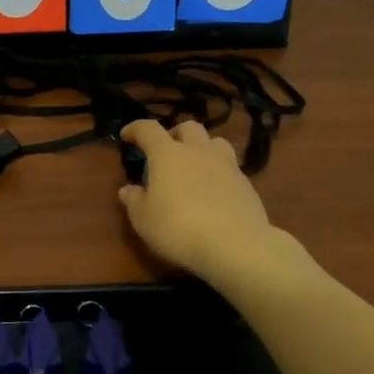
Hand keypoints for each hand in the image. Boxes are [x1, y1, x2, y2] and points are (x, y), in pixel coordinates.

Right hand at [118, 120, 279, 285]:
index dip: (135, 128)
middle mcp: (198, 152)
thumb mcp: (144, 220)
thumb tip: (128, 189)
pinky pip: (230, 167)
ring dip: (202, 148)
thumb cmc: (179, 229)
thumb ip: (134, 201)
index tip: (127, 135)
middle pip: (188, 127)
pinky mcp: (246, 184)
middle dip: (174, 134)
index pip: (148, 129)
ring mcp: (226, 165)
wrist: (235, 245)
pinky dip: (218, 171)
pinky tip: (214, 191)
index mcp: (167, 154)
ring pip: (215, 142)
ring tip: (195, 166)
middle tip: (166, 151)